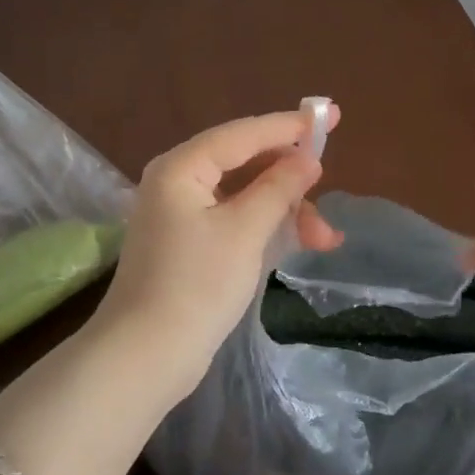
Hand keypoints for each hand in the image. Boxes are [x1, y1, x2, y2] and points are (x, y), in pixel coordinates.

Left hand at [91, 107, 342, 396]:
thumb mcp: (245, 232)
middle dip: (290, 178)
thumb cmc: (196, 285)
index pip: (243, 133)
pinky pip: (235, 219)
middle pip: (245, 162)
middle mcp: (178, 181)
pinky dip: (266, 228)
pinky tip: (300, 243)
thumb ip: (278, 188)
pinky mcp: (189, 244)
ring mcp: (182, 214)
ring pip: (244, 195)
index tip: (330, 116)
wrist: (144, 358)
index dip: (288, 125)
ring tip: (325, 238)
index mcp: (182, 167)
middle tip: (328, 185)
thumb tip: (307, 158)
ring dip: (284, 209)